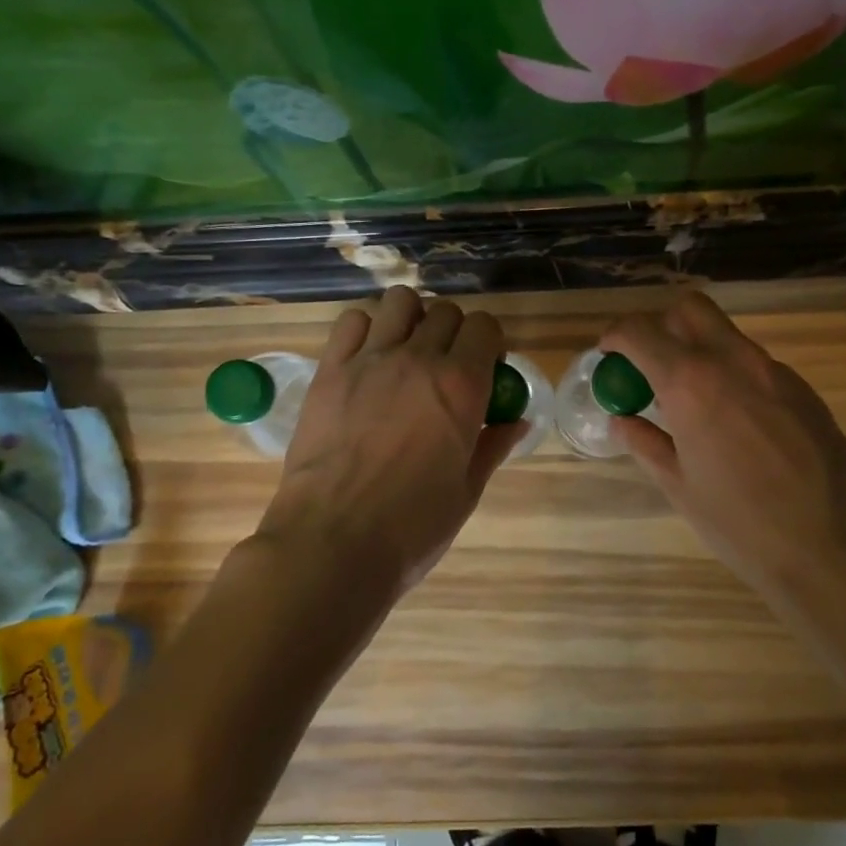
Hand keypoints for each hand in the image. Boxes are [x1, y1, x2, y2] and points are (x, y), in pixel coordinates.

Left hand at [261, 286, 523, 599]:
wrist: (334, 543)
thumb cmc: (412, 527)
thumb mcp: (466, 491)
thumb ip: (492, 445)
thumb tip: (515, 420)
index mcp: (462, 385)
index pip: (485, 327)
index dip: (489, 343)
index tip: (485, 367)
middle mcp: (419, 359)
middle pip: (445, 312)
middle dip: (454, 332)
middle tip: (446, 366)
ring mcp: (370, 360)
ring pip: (400, 302)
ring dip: (411, 319)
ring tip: (406, 351)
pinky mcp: (330, 370)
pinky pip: (352, 322)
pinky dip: (366, 330)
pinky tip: (367, 358)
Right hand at [603, 292, 845, 620]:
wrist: (840, 549)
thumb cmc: (743, 524)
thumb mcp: (681, 487)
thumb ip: (646, 443)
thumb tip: (622, 420)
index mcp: (691, 383)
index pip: (640, 332)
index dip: (615, 336)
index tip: (608, 353)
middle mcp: (733, 361)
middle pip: (690, 309)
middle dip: (662, 325)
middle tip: (651, 364)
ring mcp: (774, 372)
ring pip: (726, 335)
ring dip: (700, 350)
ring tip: (693, 401)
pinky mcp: (804, 390)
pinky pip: (756, 364)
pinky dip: (733, 375)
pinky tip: (737, 423)